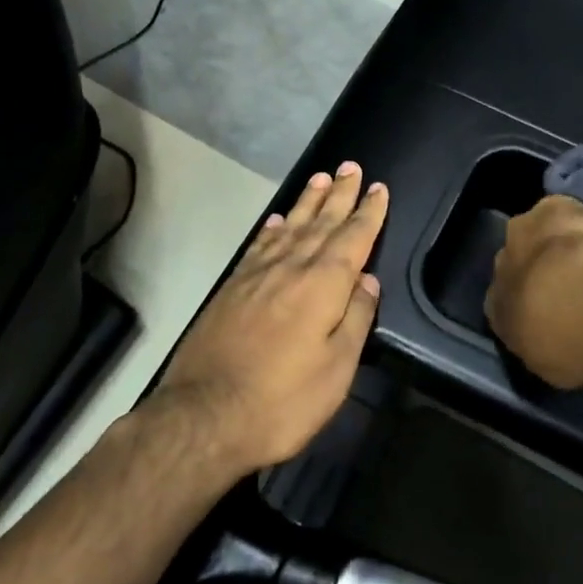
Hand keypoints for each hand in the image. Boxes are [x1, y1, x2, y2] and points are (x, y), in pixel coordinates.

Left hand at [153, 162, 388, 473]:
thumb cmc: (282, 400)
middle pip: (322, 223)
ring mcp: (258, 275)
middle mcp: (292, 268)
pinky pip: (260, 245)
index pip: (353, 238)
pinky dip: (274, 228)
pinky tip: (279, 219)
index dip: (368, 213)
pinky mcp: (232, 288)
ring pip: (291, 227)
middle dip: (340, 195)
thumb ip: (356, 319)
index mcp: (324, 286)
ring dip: (309, 202)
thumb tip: (368, 280)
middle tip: (350, 166)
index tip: (378, 188)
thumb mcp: (336, 370)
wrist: (204, 417)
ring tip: (320, 178)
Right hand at [485, 195, 582, 388]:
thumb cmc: (568, 345)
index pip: (501, 304)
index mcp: (495, 308)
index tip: (551, 311)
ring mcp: (523, 232)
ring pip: (535, 232)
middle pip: (515, 261)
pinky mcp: (554, 207)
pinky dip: (576, 217)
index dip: (525, 305)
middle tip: (570, 281)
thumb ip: (543, 343)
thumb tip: (549, 334)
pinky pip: (562, 210)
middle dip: (535, 267)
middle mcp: (500, 266)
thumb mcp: (551, 362)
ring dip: (553, 240)